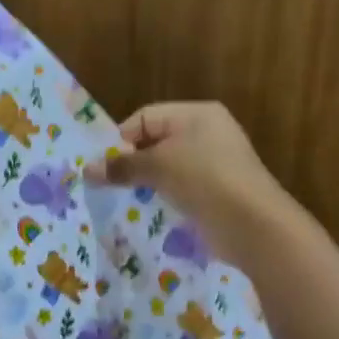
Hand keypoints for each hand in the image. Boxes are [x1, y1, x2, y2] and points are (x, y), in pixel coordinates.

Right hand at [83, 101, 298, 263]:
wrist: (252, 223)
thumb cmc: (203, 180)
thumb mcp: (157, 167)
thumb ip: (121, 166)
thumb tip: (86, 169)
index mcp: (196, 114)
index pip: (144, 117)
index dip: (121, 139)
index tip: (104, 167)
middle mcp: (207, 132)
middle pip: (155, 142)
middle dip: (131, 162)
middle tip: (109, 185)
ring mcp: (214, 163)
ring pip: (167, 167)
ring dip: (146, 183)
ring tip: (127, 200)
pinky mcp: (217, 191)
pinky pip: (181, 188)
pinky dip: (165, 197)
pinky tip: (152, 212)